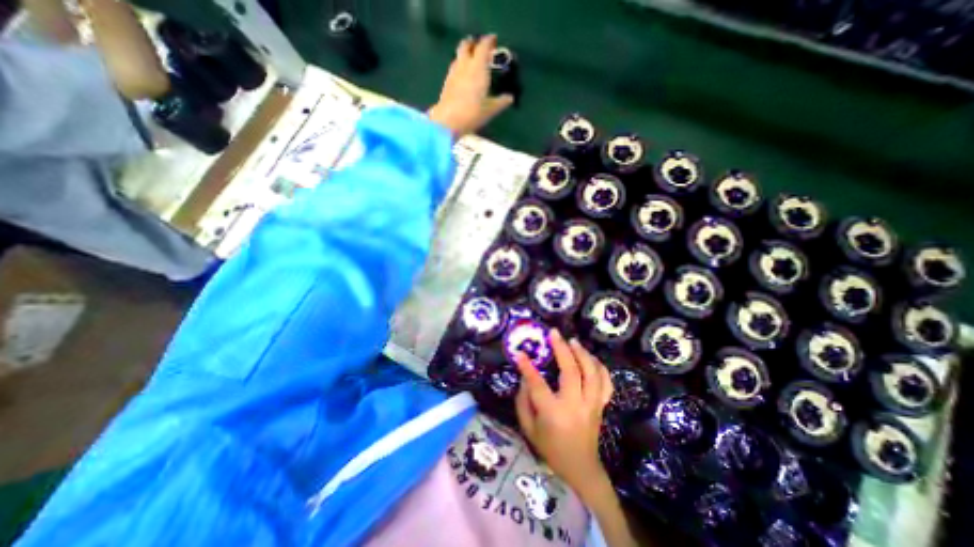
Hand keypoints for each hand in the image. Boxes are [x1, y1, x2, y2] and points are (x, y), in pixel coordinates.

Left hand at [427, 33, 516, 137]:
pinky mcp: (446, 83)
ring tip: (470, 60)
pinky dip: (459, 67)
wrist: (448, 121)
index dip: (489, 41)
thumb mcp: (491, 109)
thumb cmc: (473, 113)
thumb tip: (510, 98)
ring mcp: (453, 73)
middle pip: (466, 46)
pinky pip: (454, 68)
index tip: (493, 40)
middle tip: (478, 46)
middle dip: (472, 43)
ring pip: (458, 56)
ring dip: (464, 54)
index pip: (483, 46)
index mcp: (478, 67)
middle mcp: (465, 65)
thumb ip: (501, 102)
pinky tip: (462, 76)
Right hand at [513, 330, 609, 499]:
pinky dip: (600, 367)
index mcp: (553, 413)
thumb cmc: (550, 448)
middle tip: (554, 333)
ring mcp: (592, 404)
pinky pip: (606, 383)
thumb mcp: (529, 429)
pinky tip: (590, 358)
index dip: (527, 367)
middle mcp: (575, 405)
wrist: (580, 468)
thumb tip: (524, 377)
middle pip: (571, 371)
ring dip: (583, 353)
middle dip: (562, 349)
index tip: (520, 352)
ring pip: (592, 373)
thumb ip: (523, 401)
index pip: (538, 384)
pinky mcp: (601, 405)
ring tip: (573, 341)